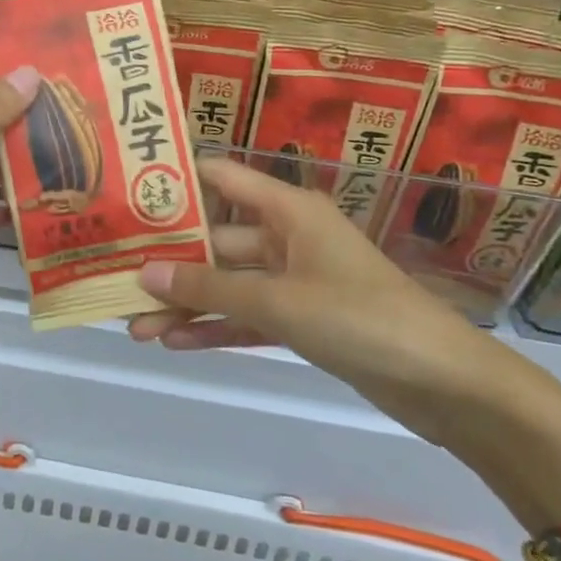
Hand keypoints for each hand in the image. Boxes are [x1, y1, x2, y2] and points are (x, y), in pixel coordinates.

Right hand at [129, 156, 526, 448]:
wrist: (443, 383)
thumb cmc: (361, 319)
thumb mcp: (279, 301)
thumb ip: (210, 288)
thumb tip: (143, 272)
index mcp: (288, 209)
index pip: (221, 177)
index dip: (176, 182)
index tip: (126, 193)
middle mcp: (287, 236)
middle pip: (216, 239)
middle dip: (170, 262)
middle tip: (116, 277)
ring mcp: (294, 279)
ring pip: (228, 283)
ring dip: (186, 302)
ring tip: (133, 324)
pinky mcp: (302, 318)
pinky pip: (248, 315)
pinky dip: (216, 327)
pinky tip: (175, 342)